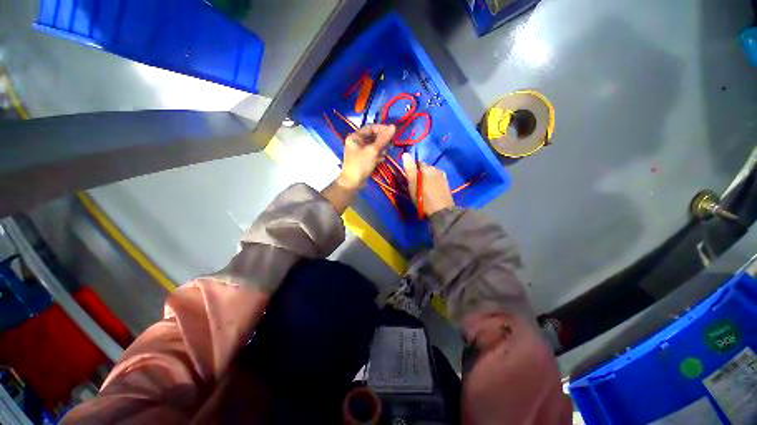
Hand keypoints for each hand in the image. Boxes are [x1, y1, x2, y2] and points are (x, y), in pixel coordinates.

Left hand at [337, 124, 395, 189]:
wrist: (353, 183)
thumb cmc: (361, 164)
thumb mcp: (373, 151)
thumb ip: (383, 139)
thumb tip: (393, 127)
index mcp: (355, 137)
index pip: (370, 127)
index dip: (382, 129)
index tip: (393, 132)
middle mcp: (356, 142)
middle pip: (373, 136)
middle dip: (382, 141)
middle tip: (390, 146)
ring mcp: (359, 151)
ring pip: (374, 146)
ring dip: (381, 149)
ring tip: (384, 155)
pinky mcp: (363, 159)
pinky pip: (372, 153)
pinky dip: (378, 155)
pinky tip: (381, 160)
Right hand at [402, 152, 454, 216]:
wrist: (441, 211)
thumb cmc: (423, 199)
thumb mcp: (413, 185)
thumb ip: (409, 169)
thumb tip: (405, 154)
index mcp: (427, 168)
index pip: (417, 163)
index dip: (412, 170)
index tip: (410, 180)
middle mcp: (436, 169)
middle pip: (425, 168)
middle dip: (420, 174)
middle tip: (416, 186)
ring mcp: (443, 176)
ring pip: (431, 174)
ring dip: (427, 178)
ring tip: (424, 190)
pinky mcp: (447, 183)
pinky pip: (437, 179)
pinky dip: (433, 182)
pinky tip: (432, 191)